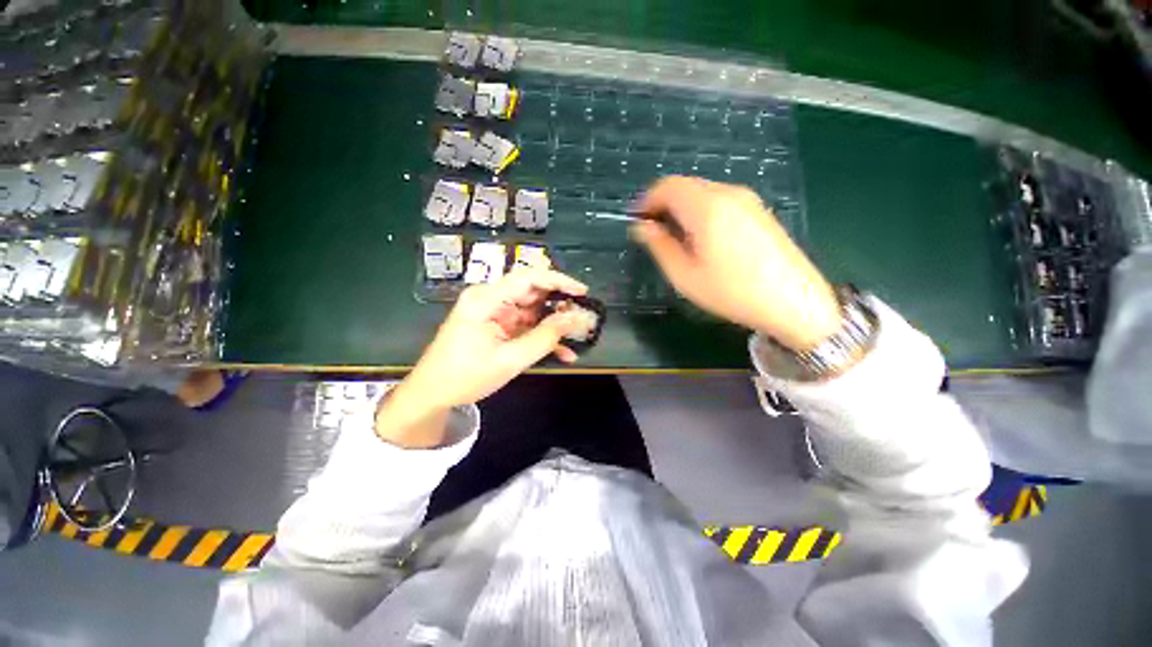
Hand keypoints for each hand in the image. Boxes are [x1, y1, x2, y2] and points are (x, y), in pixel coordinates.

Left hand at [375, 269, 587, 447]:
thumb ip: (544, 338)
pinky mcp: (499, 327)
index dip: (559, 281)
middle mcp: (491, 299)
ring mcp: (495, 313)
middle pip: (533, 292)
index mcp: (487, 298)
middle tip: (584, 319)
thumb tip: (576, 319)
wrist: (432, 395)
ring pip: (534, 310)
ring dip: (555, 324)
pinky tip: (564, 353)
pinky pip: (527, 326)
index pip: (529, 277)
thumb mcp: (509, 360)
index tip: (582, 293)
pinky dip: (544, 337)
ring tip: (578, 336)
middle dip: (560, 305)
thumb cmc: (465, 376)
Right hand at [634, 176, 840, 350]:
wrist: (793, 302)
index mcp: (706, 206)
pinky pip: (720, 201)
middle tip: (653, 233)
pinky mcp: (758, 210)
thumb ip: (659, 246)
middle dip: (663, 204)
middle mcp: (728, 193)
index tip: (637, 221)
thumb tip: (642, 227)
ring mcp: (747, 200)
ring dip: (682, 208)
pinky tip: (702, 239)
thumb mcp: (684, 275)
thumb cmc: (731, 291)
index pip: (667, 186)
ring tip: (676, 239)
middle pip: (685, 186)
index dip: (647, 201)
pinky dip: (701, 212)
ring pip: (703, 192)